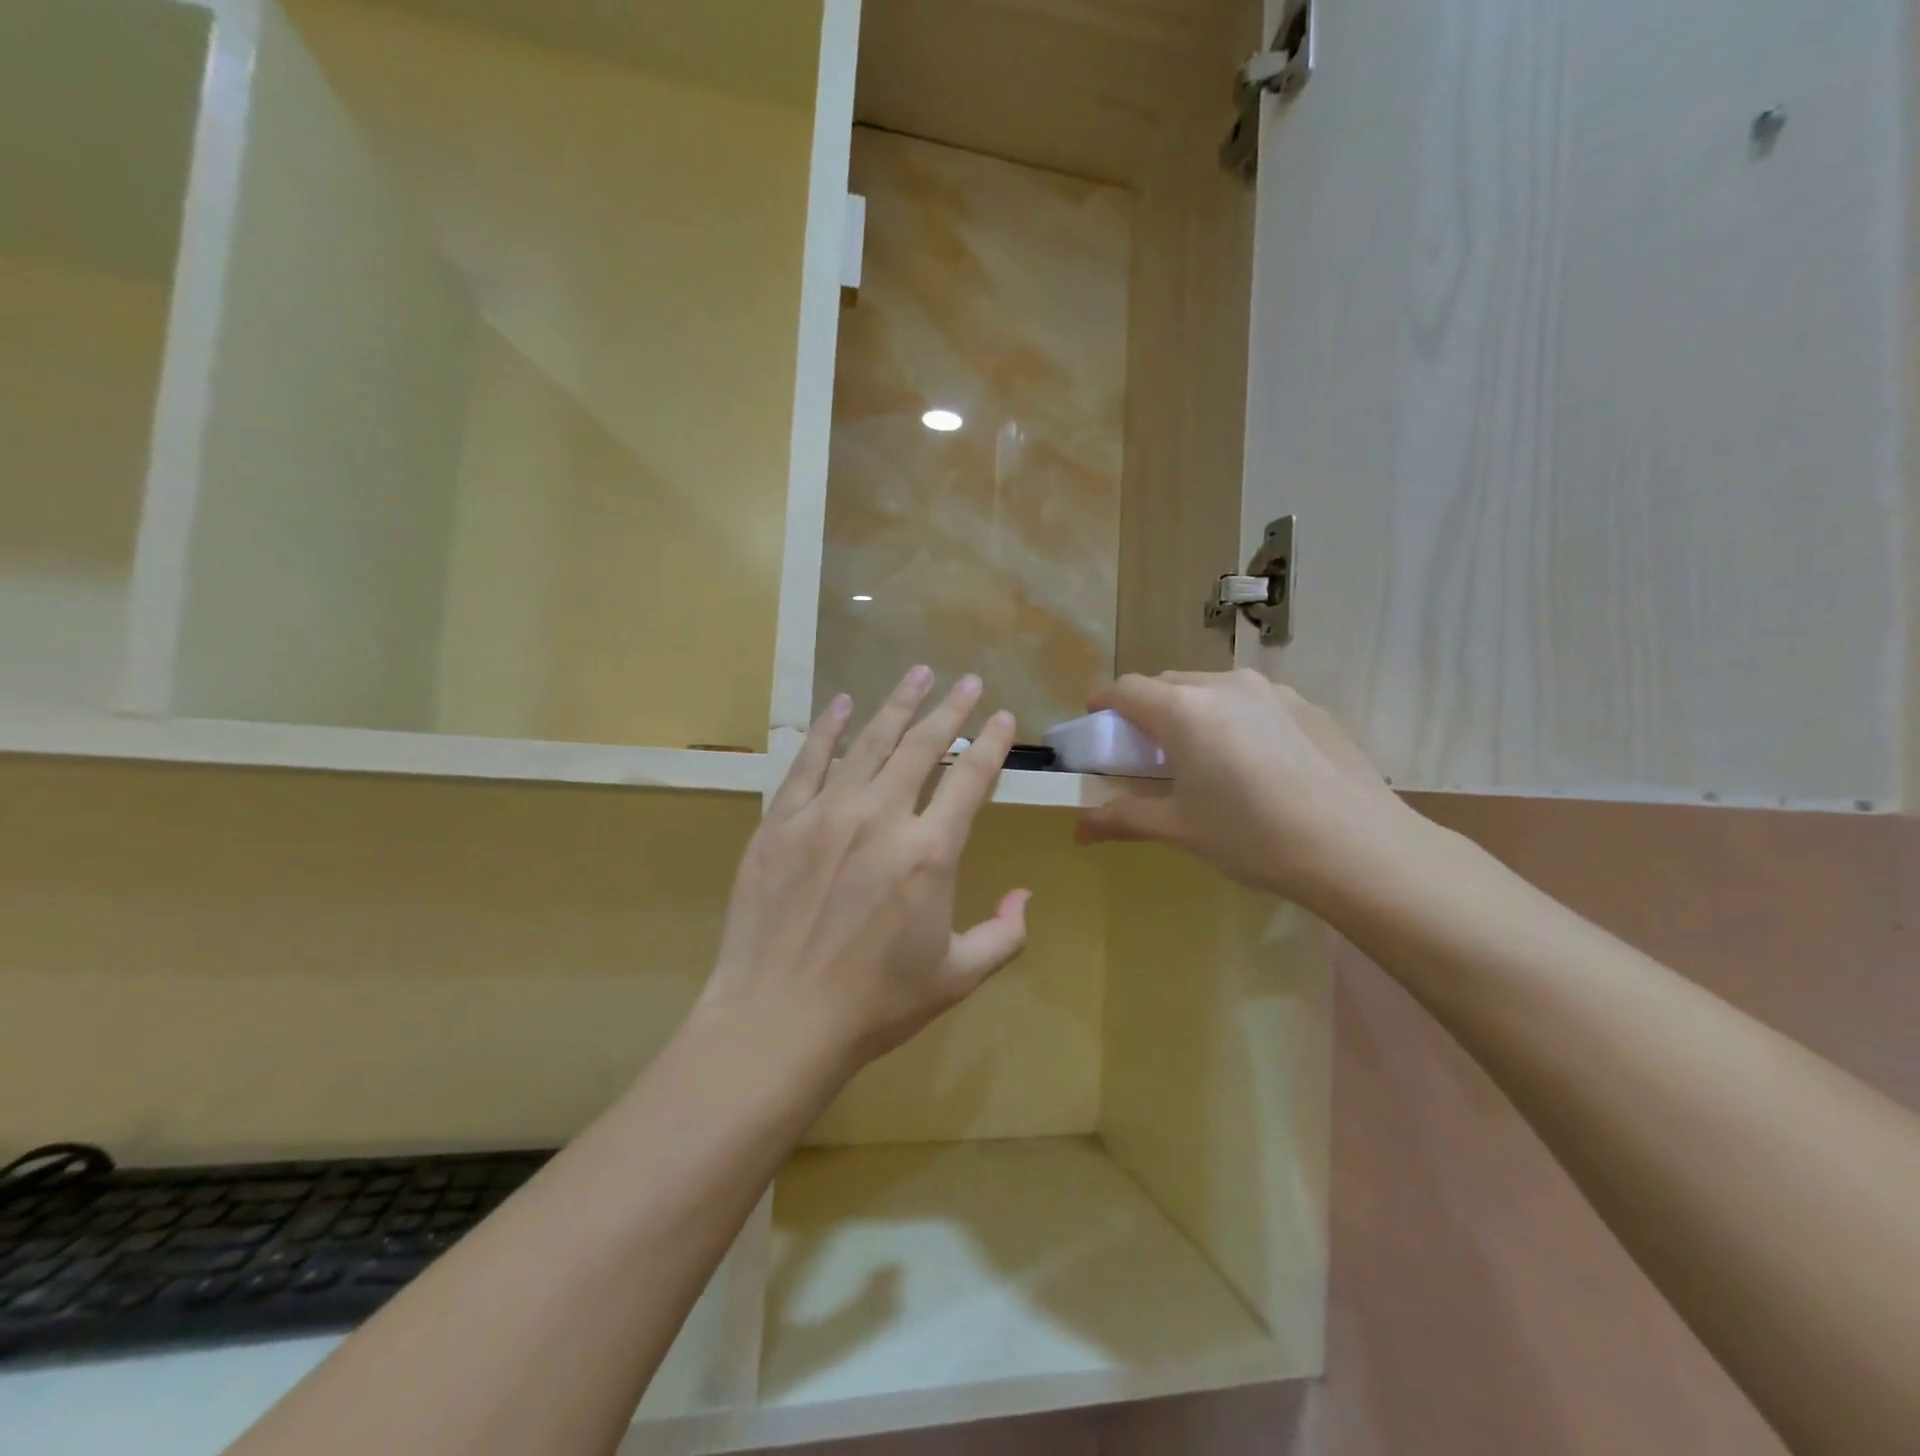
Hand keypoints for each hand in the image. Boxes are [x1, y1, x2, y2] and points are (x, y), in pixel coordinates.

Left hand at [695, 667, 1029, 1086]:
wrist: (777, 1020)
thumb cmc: (875, 1004)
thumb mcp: (957, 977)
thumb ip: (1004, 935)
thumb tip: (1025, 896)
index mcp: (929, 853)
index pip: (971, 779)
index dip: (992, 744)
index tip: (1004, 716)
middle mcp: (881, 818)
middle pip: (922, 746)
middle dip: (950, 708)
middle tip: (967, 680)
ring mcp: (825, 814)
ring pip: (870, 742)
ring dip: (898, 704)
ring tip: (917, 673)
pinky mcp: (781, 822)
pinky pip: (809, 762)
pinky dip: (829, 729)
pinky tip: (843, 704)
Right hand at [1076, 670, 1425, 910]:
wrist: (1359, 848)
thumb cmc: (1254, 837)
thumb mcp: (1181, 829)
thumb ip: (1125, 818)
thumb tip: (1079, 831)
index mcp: (1184, 711)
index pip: (1126, 689)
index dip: (1104, 705)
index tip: (1098, 727)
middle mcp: (1224, 685)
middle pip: (1167, 684)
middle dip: (1148, 710)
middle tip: (1151, 753)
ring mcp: (1272, 691)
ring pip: (1212, 688)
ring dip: (1193, 712)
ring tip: (1207, 759)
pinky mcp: (1308, 705)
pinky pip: (1253, 701)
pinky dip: (1236, 720)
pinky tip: (1258, 765)